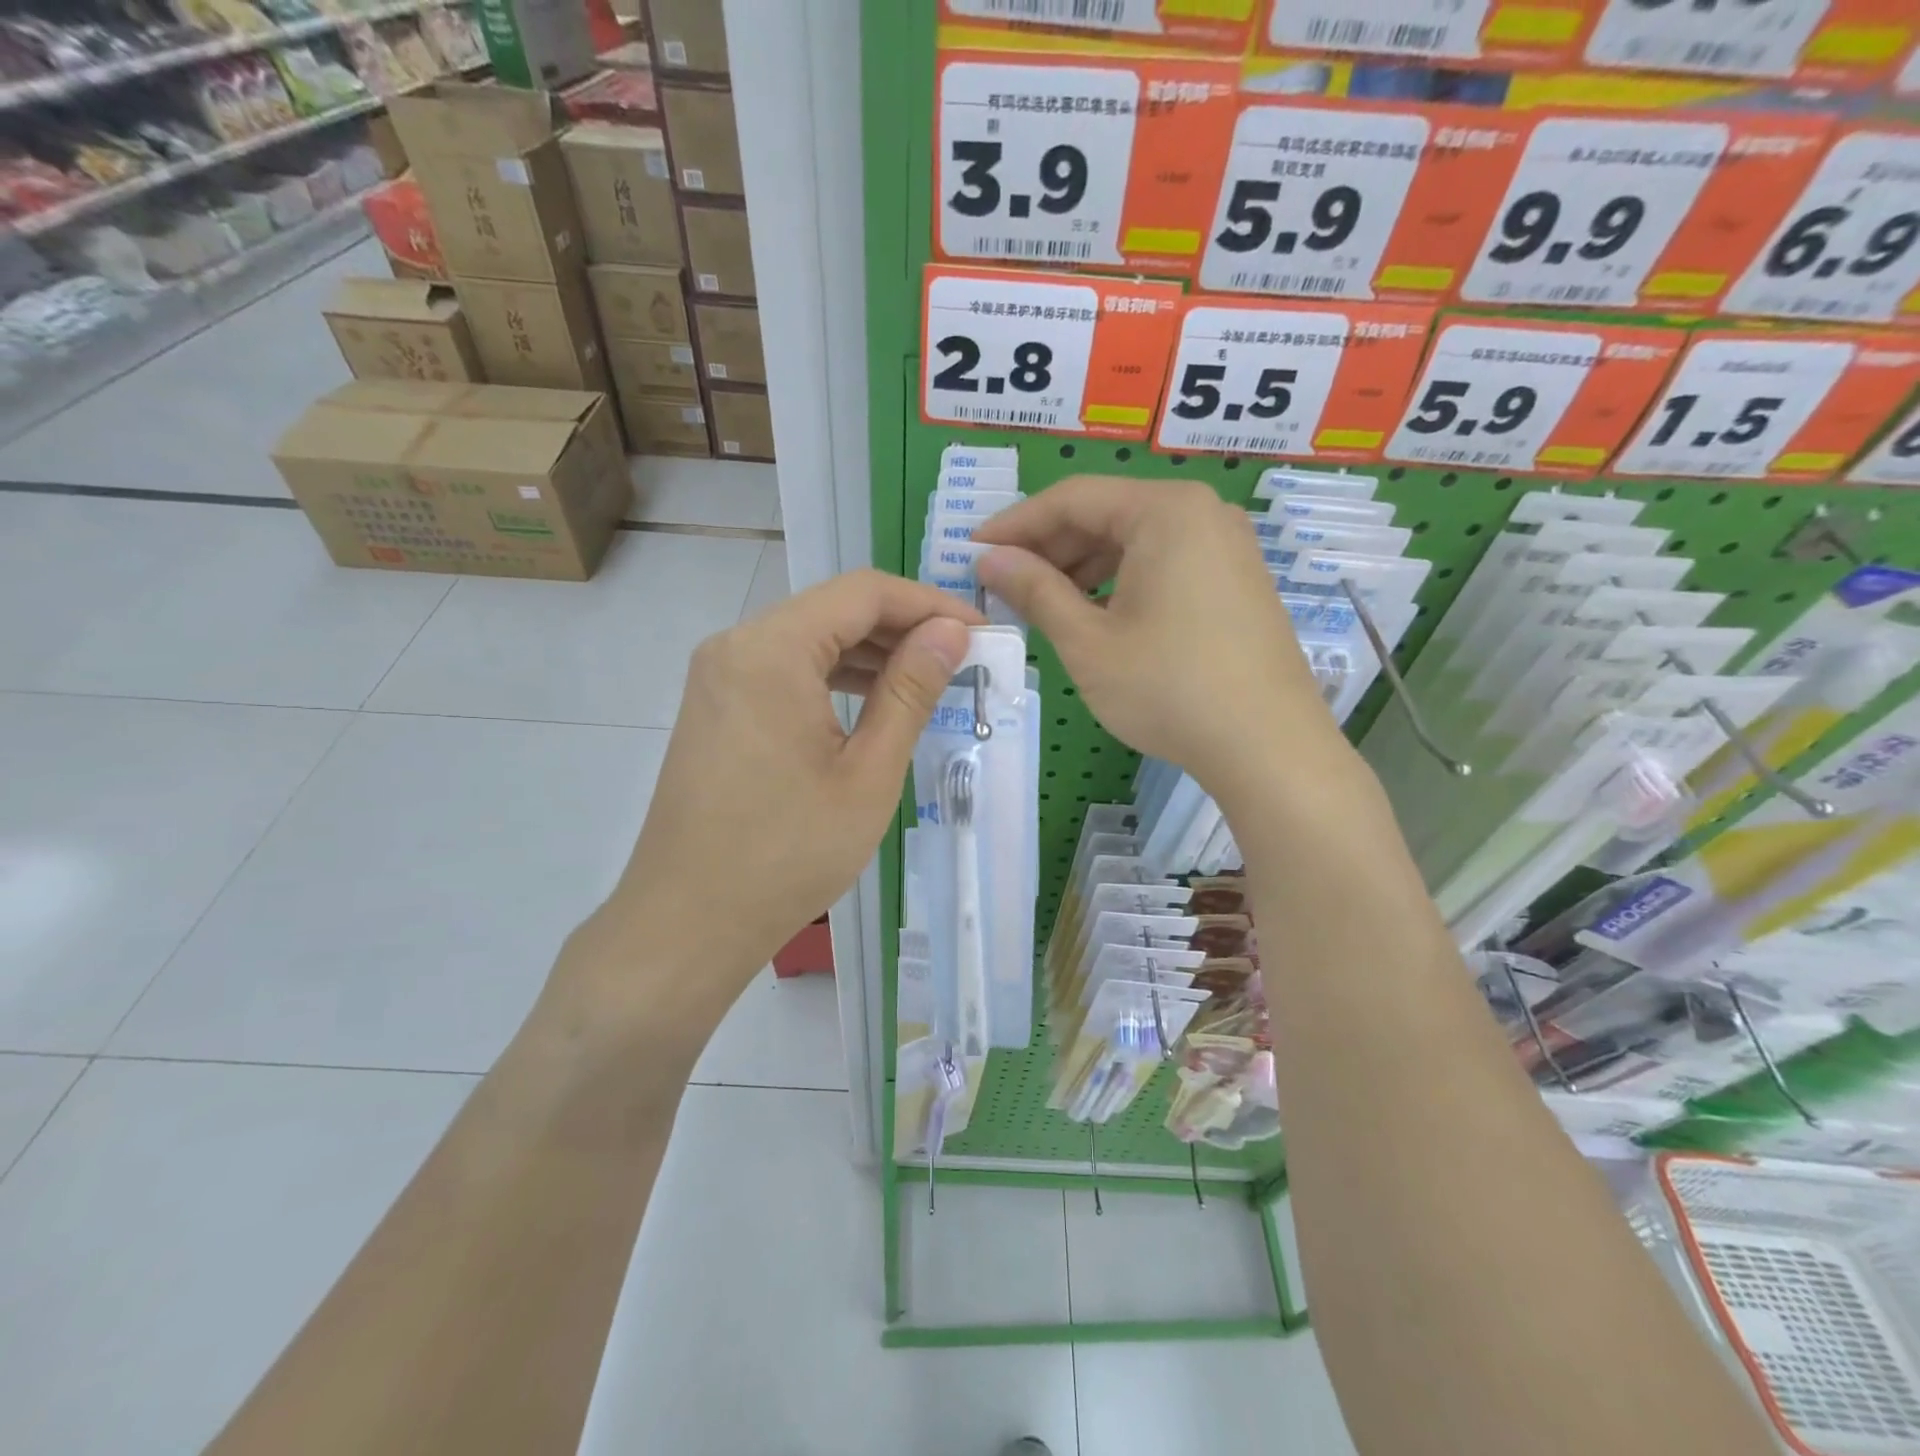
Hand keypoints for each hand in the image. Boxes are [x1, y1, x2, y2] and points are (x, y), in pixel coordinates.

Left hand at [598, 570, 982, 994]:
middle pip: (834, 609)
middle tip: (964, 660)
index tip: (982, 633)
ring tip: (928, 682)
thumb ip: (910, 691)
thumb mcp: (867, 773)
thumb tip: (950, 633)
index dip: (930, 604)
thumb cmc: (787, 854)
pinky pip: (785, 670)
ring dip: (871, 653)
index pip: (864, 592)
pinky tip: (873, 704)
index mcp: (771, 649)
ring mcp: (719, 676)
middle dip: (903, 628)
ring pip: (810, 639)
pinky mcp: (717, 706)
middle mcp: (736, 645)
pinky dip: (833, 678)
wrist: (687, 923)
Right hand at [973, 476, 1352, 803]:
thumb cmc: (1168, 689)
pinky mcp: (1236, 581)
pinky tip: (1094, 616)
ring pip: (1134, 542)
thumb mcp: (1087, 642)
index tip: (973, 552)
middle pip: (1106, 514)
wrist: (1268, 748)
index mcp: (1165, 511)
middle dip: (1049, 548)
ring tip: (1042, 604)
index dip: (1015, 524)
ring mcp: (1226, 546)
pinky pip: (1164, 564)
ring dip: (1082, 568)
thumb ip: (1034, 591)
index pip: (1071, 499)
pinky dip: (1120, 583)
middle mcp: (1201, 513)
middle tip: (1004, 584)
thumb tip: (989, 559)